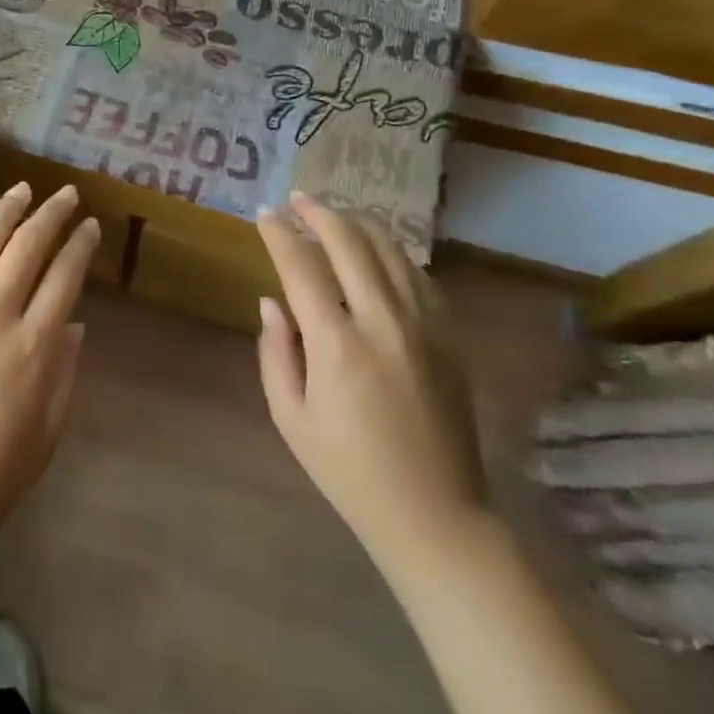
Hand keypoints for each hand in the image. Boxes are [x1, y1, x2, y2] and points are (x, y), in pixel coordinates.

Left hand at [0, 183, 98, 563]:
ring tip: (20, 190)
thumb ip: (64, 372)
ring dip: (3, 212)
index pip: (64, 276)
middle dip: (51, 214)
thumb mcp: (47, 433)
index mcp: (33, 346)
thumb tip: (73, 322)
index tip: (89, 226)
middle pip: (27, 247)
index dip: (80, 246)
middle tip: (64, 194)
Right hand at [255, 191, 487, 578]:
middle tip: (296, 198)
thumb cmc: (348, 470)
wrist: (435, 514)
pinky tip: (376, 251)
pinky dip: (391, 252)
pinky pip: (418, 275)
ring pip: (390, 250)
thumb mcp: (290, 417)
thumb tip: (272, 301)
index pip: (301, 266)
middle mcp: (383, 322)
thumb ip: (275, 352)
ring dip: (357, 223)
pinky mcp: (450, 337)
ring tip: (333, 213)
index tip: (263, 215)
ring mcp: (425, 326)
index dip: (279, 234)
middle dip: (319, 212)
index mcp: (337, 345)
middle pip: (350, 242)